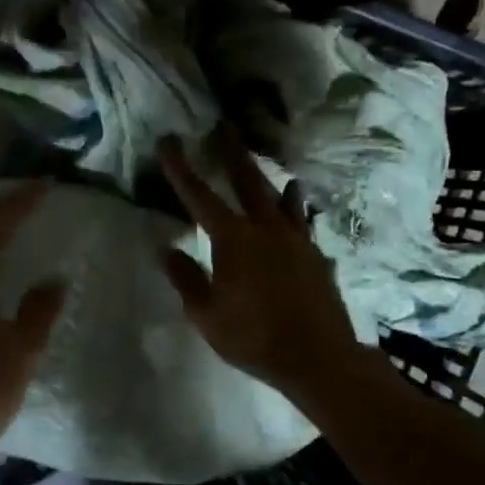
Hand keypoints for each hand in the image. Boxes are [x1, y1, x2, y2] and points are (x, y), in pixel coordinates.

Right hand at [158, 131, 364, 399]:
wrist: (319, 358)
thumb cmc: (254, 338)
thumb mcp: (206, 314)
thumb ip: (186, 278)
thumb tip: (165, 249)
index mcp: (233, 240)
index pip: (199, 195)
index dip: (180, 168)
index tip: (168, 141)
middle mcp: (266, 229)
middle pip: (247, 180)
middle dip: (232, 152)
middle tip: (224, 126)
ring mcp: (296, 240)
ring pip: (281, 198)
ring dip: (270, 178)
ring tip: (268, 167)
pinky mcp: (316, 255)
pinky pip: (302, 222)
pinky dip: (295, 210)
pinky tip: (296, 211)